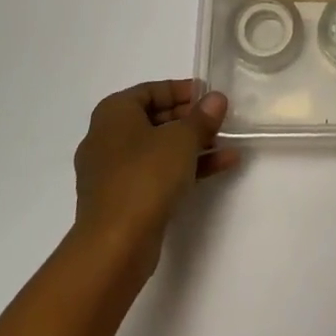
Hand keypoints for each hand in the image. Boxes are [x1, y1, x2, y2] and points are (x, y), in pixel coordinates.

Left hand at [73, 80, 238, 274]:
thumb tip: (216, 99)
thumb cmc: (145, 176)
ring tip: (228, 143)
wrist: (115, 245)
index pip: (151, 90)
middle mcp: (107, 138)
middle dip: (191, 119)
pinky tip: (222, 166)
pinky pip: (157, 173)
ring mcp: (113, 172)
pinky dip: (185, 167)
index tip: (210, 95)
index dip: (183, 90)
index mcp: (113, 113)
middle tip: (221, 120)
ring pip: (159, 149)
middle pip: (155, 119)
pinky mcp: (123, 199)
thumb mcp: (182, 139)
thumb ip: (202, 117)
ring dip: (194, 144)